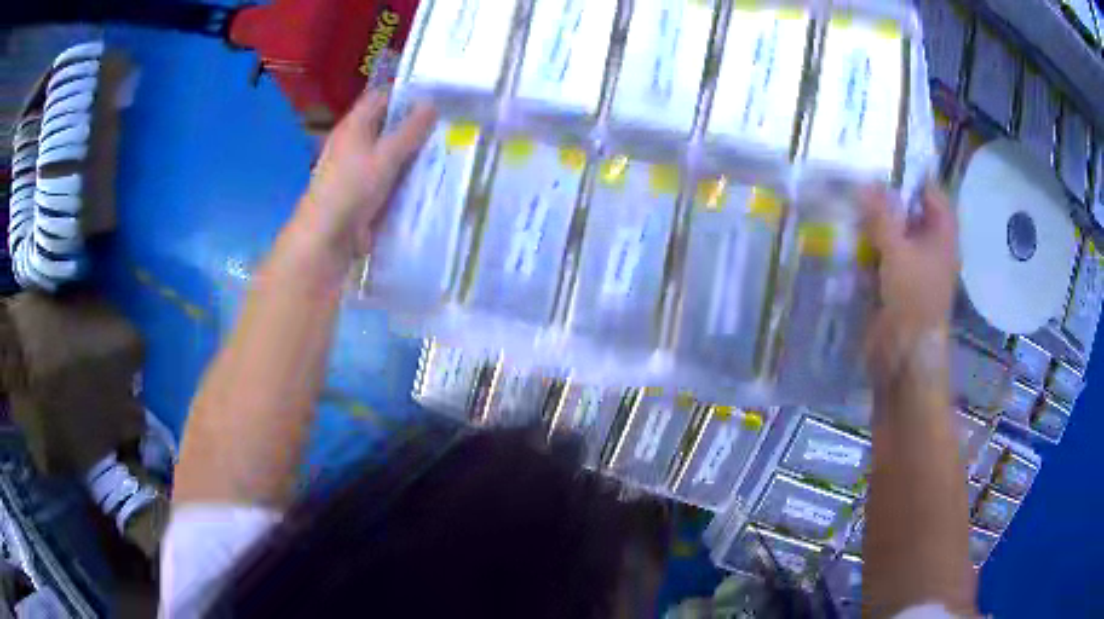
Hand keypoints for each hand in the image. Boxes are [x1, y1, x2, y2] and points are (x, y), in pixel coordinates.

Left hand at [290, 89, 436, 270]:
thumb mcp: (386, 156)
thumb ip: (410, 130)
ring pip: (390, 152)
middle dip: (415, 125)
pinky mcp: (363, 191)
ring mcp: (358, 168)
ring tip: (446, 149)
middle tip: (449, 125)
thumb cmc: (351, 190)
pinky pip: (389, 176)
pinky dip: (405, 175)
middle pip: (387, 125)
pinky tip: (427, 178)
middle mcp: (354, 142)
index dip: (407, 94)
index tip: (437, 98)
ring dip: (413, 152)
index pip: (382, 97)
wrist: (326, 238)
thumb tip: (431, 103)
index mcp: (355, 125)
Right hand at [862, 183, 958, 381]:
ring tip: (848, 200)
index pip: (931, 193)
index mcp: (942, 235)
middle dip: (887, 197)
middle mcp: (930, 246)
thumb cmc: (913, 299)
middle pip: (911, 211)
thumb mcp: (897, 251)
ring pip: (894, 233)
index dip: (911, 176)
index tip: (883, 162)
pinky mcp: (895, 283)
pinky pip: (882, 255)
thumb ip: (881, 216)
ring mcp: (912, 265)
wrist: (904, 355)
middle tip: (858, 177)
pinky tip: (847, 234)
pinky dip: (868, 245)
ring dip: (874, 221)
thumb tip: (864, 183)